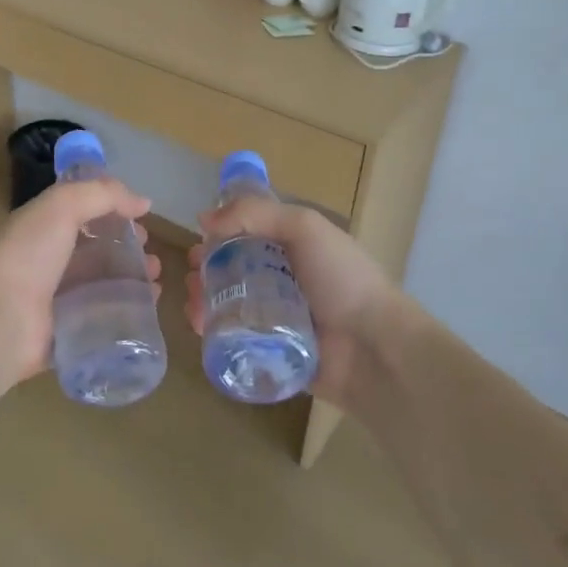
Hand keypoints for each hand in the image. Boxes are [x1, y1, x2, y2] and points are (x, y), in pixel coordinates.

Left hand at [0, 179, 157, 390]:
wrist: (1, 319)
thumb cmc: (30, 254)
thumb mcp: (63, 206)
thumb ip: (104, 195)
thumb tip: (143, 202)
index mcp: (45, 227)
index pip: (85, 213)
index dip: (115, 212)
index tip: (143, 220)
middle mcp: (51, 260)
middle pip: (98, 250)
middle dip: (129, 250)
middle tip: (153, 257)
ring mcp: (59, 298)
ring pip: (104, 284)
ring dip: (133, 279)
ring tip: (155, 281)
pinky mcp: (68, 330)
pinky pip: (104, 316)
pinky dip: (128, 309)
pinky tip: (148, 305)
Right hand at [186, 197, 397, 408]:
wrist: (374, 348)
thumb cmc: (342, 279)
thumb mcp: (304, 228)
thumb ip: (255, 214)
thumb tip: (204, 218)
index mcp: (295, 249)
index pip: (249, 236)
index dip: (221, 236)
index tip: (199, 241)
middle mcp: (284, 281)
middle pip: (234, 271)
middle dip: (208, 270)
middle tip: (193, 275)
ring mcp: (277, 319)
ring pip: (229, 305)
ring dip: (204, 299)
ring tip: (193, 302)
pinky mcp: (270, 352)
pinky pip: (234, 338)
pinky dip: (213, 330)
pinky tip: (200, 325)